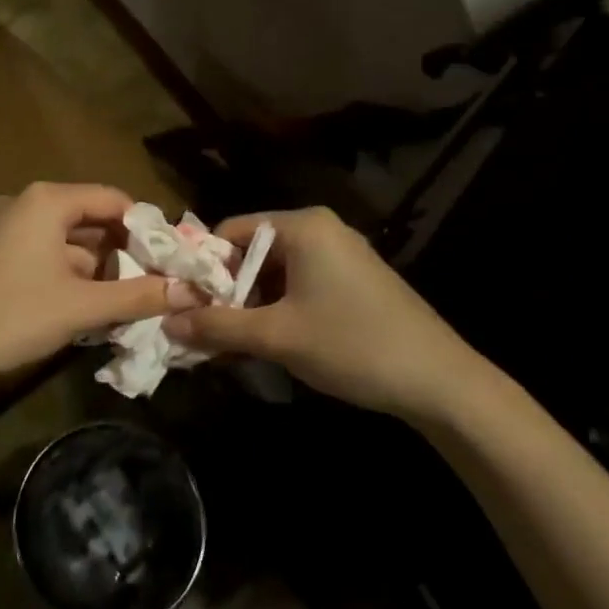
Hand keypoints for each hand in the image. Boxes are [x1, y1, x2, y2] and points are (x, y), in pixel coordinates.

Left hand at [0, 183, 200, 400]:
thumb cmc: (13, 315)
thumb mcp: (82, 306)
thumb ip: (139, 295)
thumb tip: (192, 292)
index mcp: (47, 200)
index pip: (112, 199)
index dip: (145, 228)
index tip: (169, 260)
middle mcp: (24, 202)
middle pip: (88, 218)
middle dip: (120, 251)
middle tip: (150, 284)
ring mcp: (3, 226)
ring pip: (65, 239)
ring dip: (94, 267)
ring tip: (122, 301)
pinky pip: (41, 252)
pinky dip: (66, 273)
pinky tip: (82, 306)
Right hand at [162, 206, 493, 422]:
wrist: (441, 382)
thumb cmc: (352, 345)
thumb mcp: (276, 337)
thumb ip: (217, 326)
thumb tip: (167, 321)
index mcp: (302, 226)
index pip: (230, 232)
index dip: (204, 269)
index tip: (189, 306)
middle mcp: (321, 229)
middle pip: (252, 252)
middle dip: (228, 292)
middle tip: (209, 332)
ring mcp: (342, 254)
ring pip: (276, 272)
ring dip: (252, 306)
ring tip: (237, 344)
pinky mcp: (356, 280)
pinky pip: (301, 284)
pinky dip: (280, 309)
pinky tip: (274, 343)